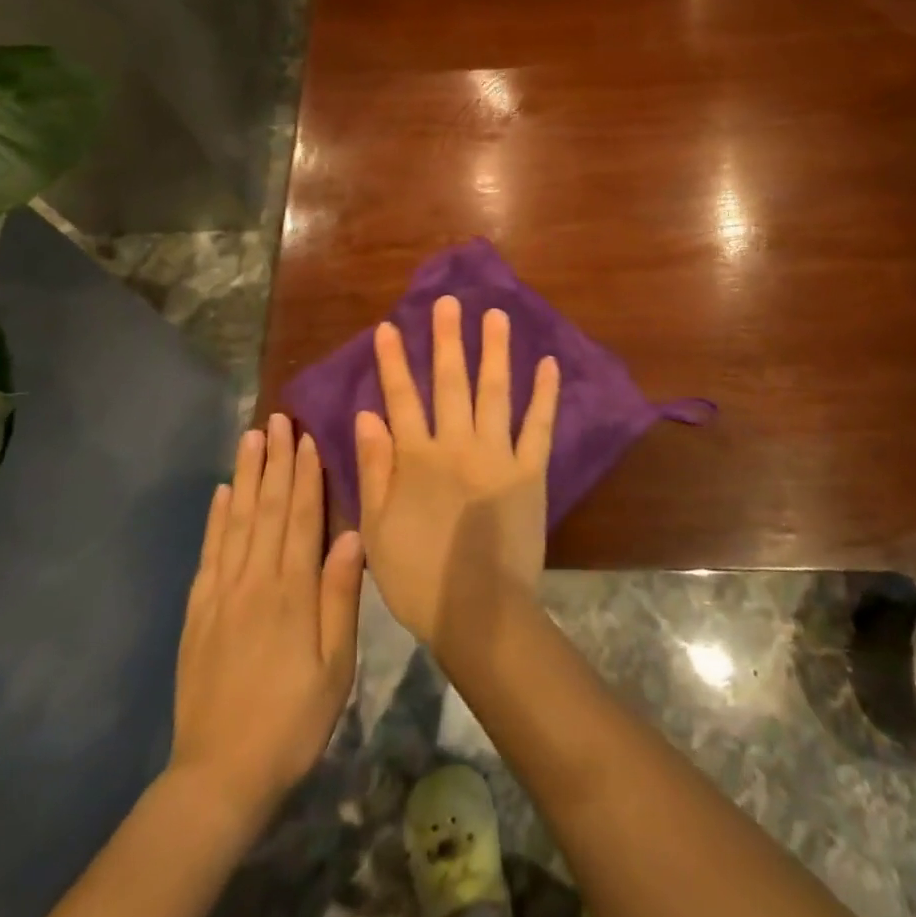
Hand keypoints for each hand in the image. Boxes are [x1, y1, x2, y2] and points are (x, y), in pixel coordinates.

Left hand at [168, 415, 363, 820]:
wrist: (219, 776)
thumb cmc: (292, 720)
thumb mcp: (335, 666)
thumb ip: (341, 596)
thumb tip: (354, 534)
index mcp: (292, 590)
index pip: (300, 516)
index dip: (305, 474)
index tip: (307, 435)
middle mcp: (254, 579)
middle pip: (266, 507)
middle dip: (274, 460)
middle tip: (276, 418)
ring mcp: (221, 593)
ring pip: (235, 520)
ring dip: (245, 475)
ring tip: (250, 438)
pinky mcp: (198, 611)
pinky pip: (209, 552)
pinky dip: (215, 518)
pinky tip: (220, 493)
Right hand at [354, 296, 560, 649]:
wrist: (479, 613)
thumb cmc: (419, 576)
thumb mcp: (376, 528)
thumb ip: (374, 467)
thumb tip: (367, 414)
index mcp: (417, 458)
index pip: (401, 398)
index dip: (393, 362)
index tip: (389, 327)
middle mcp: (457, 445)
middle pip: (450, 382)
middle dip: (447, 339)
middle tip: (448, 303)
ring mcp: (498, 455)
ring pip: (494, 392)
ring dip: (493, 352)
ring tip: (495, 316)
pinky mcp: (530, 472)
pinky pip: (539, 426)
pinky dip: (544, 394)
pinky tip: (548, 364)